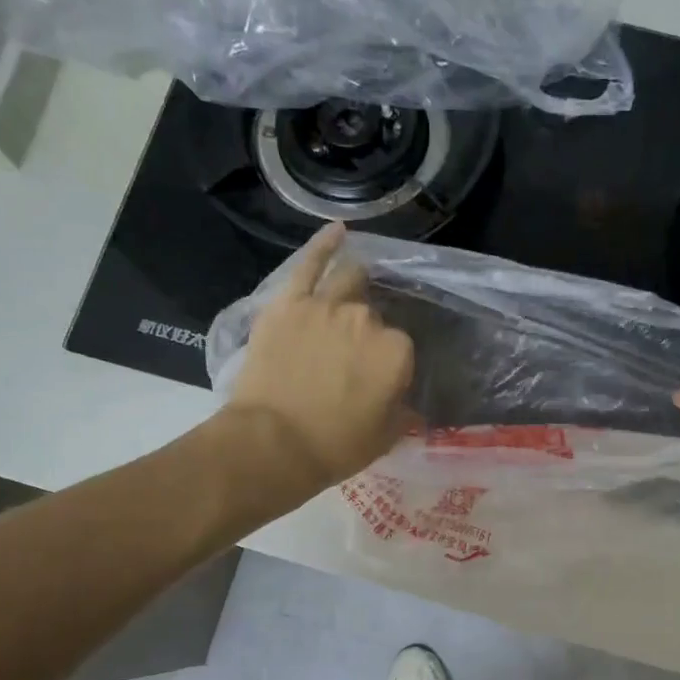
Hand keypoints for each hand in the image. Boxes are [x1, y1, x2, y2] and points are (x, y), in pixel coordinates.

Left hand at [224, 225, 413, 493]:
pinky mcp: (288, 303)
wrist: (272, 444)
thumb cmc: (336, 446)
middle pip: (374, 315)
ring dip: (357, 284)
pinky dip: (324, 245)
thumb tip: (407, 403)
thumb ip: (403, 411)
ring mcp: (325, 305)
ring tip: (357, 287)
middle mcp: (366, 319)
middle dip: (369, 330)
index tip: (380, 380)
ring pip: (349, 282)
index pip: (402, 346)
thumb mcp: (386, 436)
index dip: (391, 363)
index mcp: (397, 351)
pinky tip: (339, 232)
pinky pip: (309, 265)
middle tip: (356, 353)